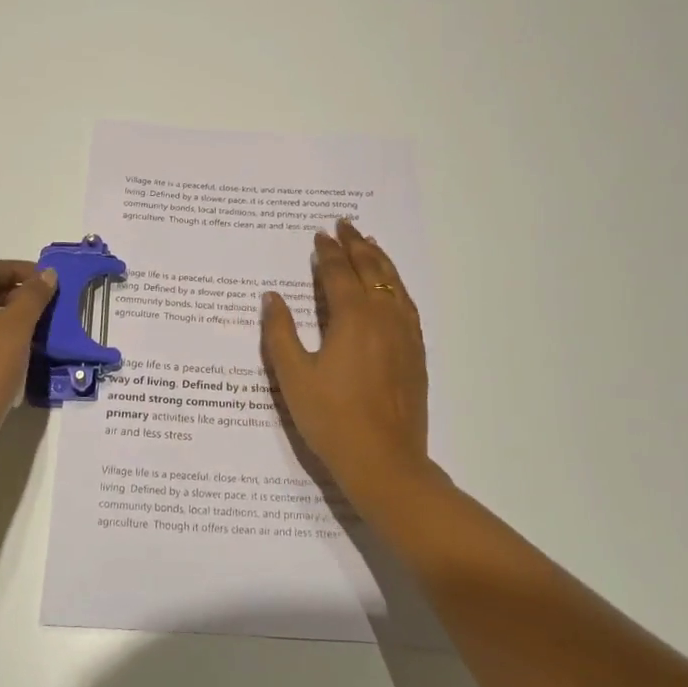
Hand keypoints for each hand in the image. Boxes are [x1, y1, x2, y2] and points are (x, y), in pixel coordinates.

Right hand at [261, 222, 437, 508]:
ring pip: (394, 284)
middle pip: (371, 270)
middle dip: (356, 245)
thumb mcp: (293, 376)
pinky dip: (396, 285)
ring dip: (380, 260)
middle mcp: (383, 317)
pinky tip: (392, 288)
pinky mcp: (416, 353)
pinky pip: (407, 305)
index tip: (319, 235)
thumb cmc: (331, 418)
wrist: (384, 461)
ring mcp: (404, 334)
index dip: (327, 252)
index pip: (338, 273)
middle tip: (345, 225)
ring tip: (370, 243)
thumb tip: (272, 297)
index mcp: (352, 318)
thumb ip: (280, 332)